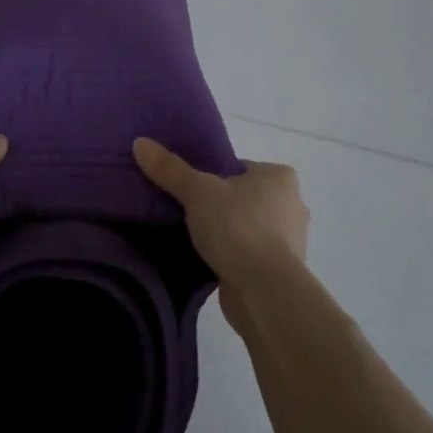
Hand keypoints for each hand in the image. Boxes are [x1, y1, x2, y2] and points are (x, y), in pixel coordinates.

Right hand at [133, 139, 308, 317]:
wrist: (263, 290)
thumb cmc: (237, 228)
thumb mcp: (197, 191)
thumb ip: (170, 168)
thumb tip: (140, 142)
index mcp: (279, 177)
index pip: (238, 167)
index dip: (211, 175)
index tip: (189, 188)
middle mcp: (292, 204)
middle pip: (242, 197)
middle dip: (218, 204)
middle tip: (187, 211)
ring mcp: (289, 240)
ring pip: (246, 226)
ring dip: (226, 232)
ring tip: (194, 237)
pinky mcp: (280, 270)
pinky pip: (249, 254)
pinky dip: (231, 255)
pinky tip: (208, 260)